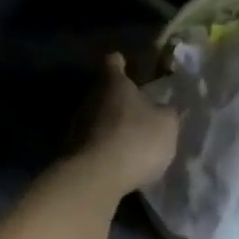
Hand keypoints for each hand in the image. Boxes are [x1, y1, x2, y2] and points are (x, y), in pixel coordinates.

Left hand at [67, 53, 178, 196]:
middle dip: (120, 99)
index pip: (114, 61)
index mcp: (113, 82)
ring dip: (112, 125)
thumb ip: (166, 112)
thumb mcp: (166, 125)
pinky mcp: (72, 148)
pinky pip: (93, 141)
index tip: (130, 67)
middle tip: (140, 111)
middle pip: (105, 91)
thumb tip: (162, 109)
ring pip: (98, 116)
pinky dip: (105, 147)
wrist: (96, 176)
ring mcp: (77, 122)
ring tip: (132, 140)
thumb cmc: (135, 139)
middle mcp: (91, 96)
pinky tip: (119, 160)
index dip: (123, 63)